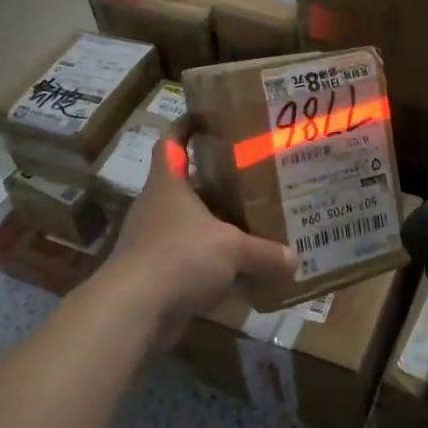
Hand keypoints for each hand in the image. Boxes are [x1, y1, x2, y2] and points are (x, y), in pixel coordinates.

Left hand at [100, 134, 297, 347]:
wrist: (133, 310)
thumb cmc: (180, 257)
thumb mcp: (233, 249)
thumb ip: (265, 252)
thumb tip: (294, 259)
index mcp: (168, 184)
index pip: (171, 142)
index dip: (185, 127)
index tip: (206, 117)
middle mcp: (156, 206)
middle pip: (185, 185)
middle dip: (215, 182)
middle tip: (251, 177)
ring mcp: (151, 241)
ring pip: (188, 225)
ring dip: (213, 226)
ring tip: (251, 223)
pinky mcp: (154, 273)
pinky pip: (187, 260)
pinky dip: (209, 264)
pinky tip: (237, 272)